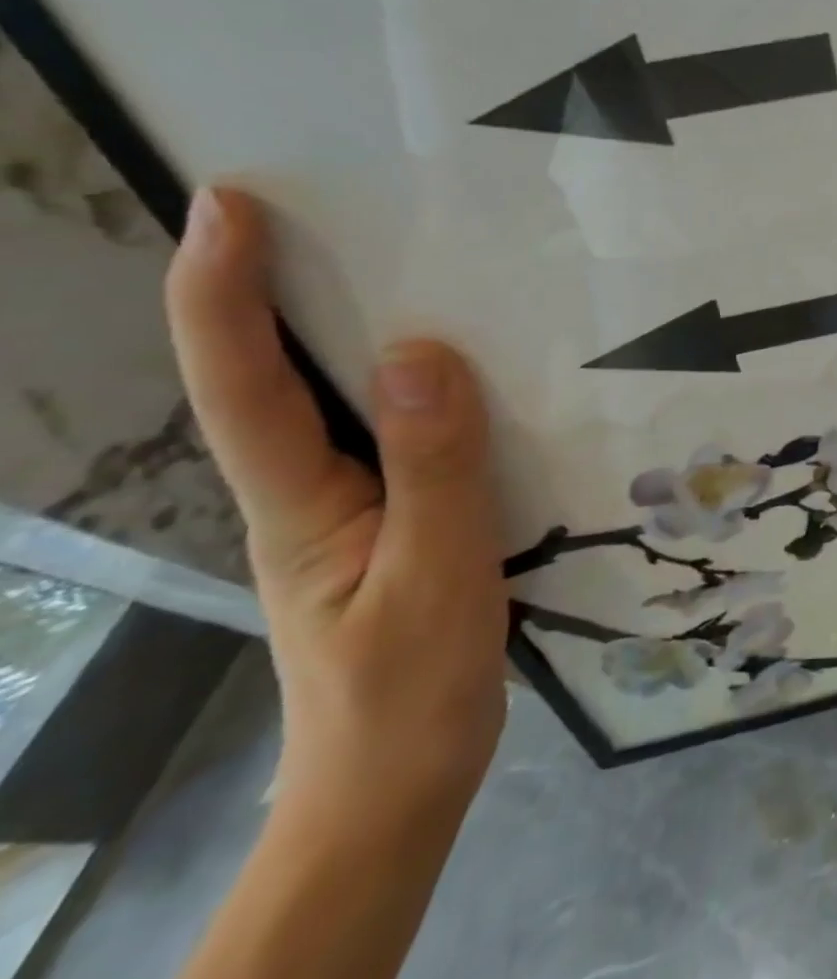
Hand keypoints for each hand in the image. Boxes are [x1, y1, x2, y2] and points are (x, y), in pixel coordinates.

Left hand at [165, 189, 507, 823]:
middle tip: (318, 205)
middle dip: (269, 284)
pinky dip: (411, 377)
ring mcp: (347, 504)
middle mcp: (307, 489)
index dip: (223, 290)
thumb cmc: (408, 691)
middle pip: (267, 374)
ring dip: (339, 322)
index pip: (243, 382)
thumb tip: (421, 352)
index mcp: (300, 502)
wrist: (398, 785)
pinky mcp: (393, 514)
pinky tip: (459, 360)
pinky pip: (392, 428)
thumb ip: (434, 468)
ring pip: (330, 398)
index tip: (232, 205)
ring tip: (391, 257)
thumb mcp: (436, 577)